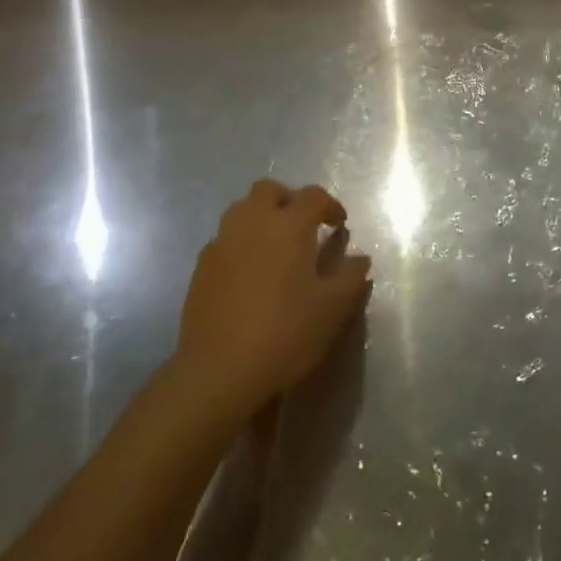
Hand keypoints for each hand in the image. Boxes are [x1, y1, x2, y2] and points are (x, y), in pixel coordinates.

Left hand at [174, 180, 372, 420]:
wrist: (219, 370)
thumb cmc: (285, 333)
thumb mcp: (332, 308)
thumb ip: (350, 277)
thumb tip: (359, 258)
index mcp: (288, 226)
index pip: (312, 196)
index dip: (330, 206)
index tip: (339, 226)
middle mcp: (252, 222)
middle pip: (269, 190)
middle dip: (289, 200)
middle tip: (304, 228)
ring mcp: (222, 242)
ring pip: (242, 210)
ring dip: (262, 218)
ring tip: (277, 249)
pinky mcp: (201, 266)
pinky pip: (226, 238)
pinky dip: (242, 243)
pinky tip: (251, 274)